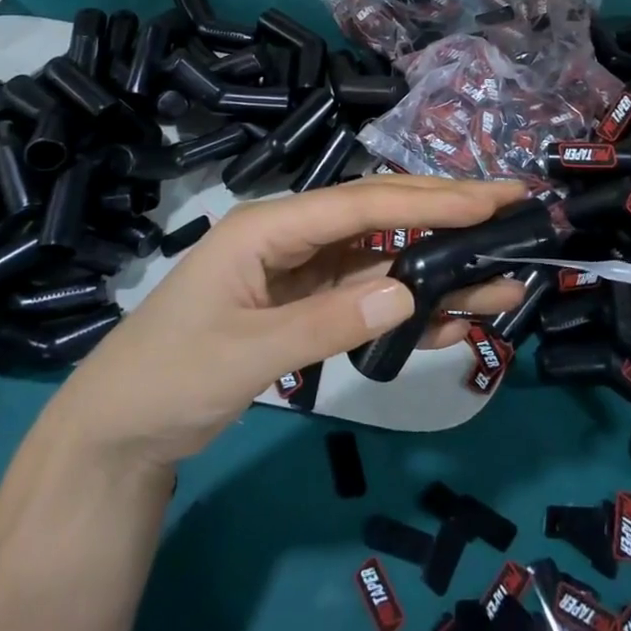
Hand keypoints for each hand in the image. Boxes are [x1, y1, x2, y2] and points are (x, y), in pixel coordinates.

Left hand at [51, 176, 528, 471]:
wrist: (119, 430)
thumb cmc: (167, 378)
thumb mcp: (245, 354)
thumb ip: (326, 323)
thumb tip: (410, 295)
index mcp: (270, 226)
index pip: (363, 202)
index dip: (430, 200)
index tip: (490, 200)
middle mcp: (294, 234)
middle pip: (382, 214)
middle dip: (448, 211)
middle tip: (512, 207)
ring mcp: (304, 269)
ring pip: (385, 257)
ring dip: (440, 268)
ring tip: (503, 276)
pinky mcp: (309, 301)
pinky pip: (370, 295)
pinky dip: (411, 307)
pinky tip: (453, 318)